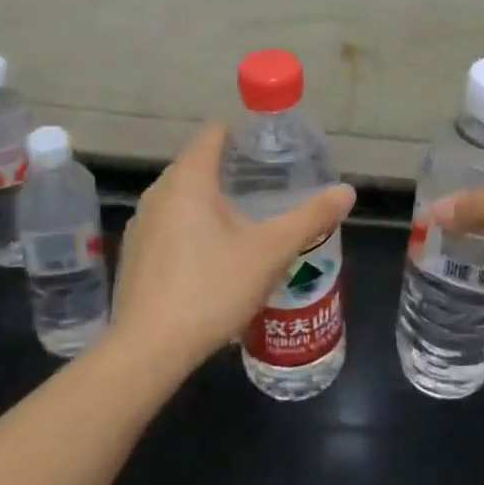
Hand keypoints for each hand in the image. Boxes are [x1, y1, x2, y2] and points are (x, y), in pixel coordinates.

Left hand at [109, 122, 355, 376]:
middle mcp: (159, 192)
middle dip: (234, 170)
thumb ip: (310, 217)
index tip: (274, 149)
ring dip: (214, 201)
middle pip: (199, 163)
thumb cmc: (212, 288)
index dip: (245, 134)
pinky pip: (170, 223)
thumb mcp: (271, 251)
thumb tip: (347, 191)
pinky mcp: (136, 254)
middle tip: (272, 187)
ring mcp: (142, 224)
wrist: (148, 351)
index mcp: (188, 179)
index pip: (215, 133)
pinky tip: (216, 257)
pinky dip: (194, 226)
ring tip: (249, 220)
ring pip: (184, 196)